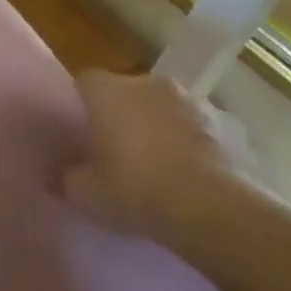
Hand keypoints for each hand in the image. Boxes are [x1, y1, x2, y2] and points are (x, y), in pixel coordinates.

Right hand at [63, 71, 251, 250]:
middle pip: (127, 91)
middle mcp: (151, 85)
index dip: (80, 103)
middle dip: (120, 113)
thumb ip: (67, 176)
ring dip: (157, 125)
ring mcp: (194, 100)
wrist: (213, 208)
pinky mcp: (227, 123)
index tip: (79, 129)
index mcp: (110, 92)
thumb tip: (63, 173)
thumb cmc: (135, 190)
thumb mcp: (84, 193)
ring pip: (163, 107)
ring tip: (154, 162)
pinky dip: (189, 141)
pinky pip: (196, 127)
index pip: (85, 81)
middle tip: (113, 148)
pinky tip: (186, 173)